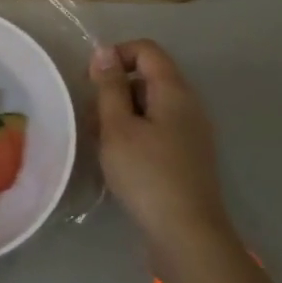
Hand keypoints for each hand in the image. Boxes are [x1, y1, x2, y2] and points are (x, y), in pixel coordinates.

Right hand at [91, 40, 233, 259]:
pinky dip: (135, 133)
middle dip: (115, 89)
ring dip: (122, 114)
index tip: (90, 82)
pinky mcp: (187, 155)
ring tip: (98, 141)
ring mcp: (191, 131)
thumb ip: (110, 87)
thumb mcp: (118, 127)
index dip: (115, 56)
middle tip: (90, 117)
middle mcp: (188, 104)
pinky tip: (117, 158)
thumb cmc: (147, 174)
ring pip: (150, 105)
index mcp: (174, 90)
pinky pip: (157, 128)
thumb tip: (105, 51)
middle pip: (149, 77)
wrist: (186, 232)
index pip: (146, 50)